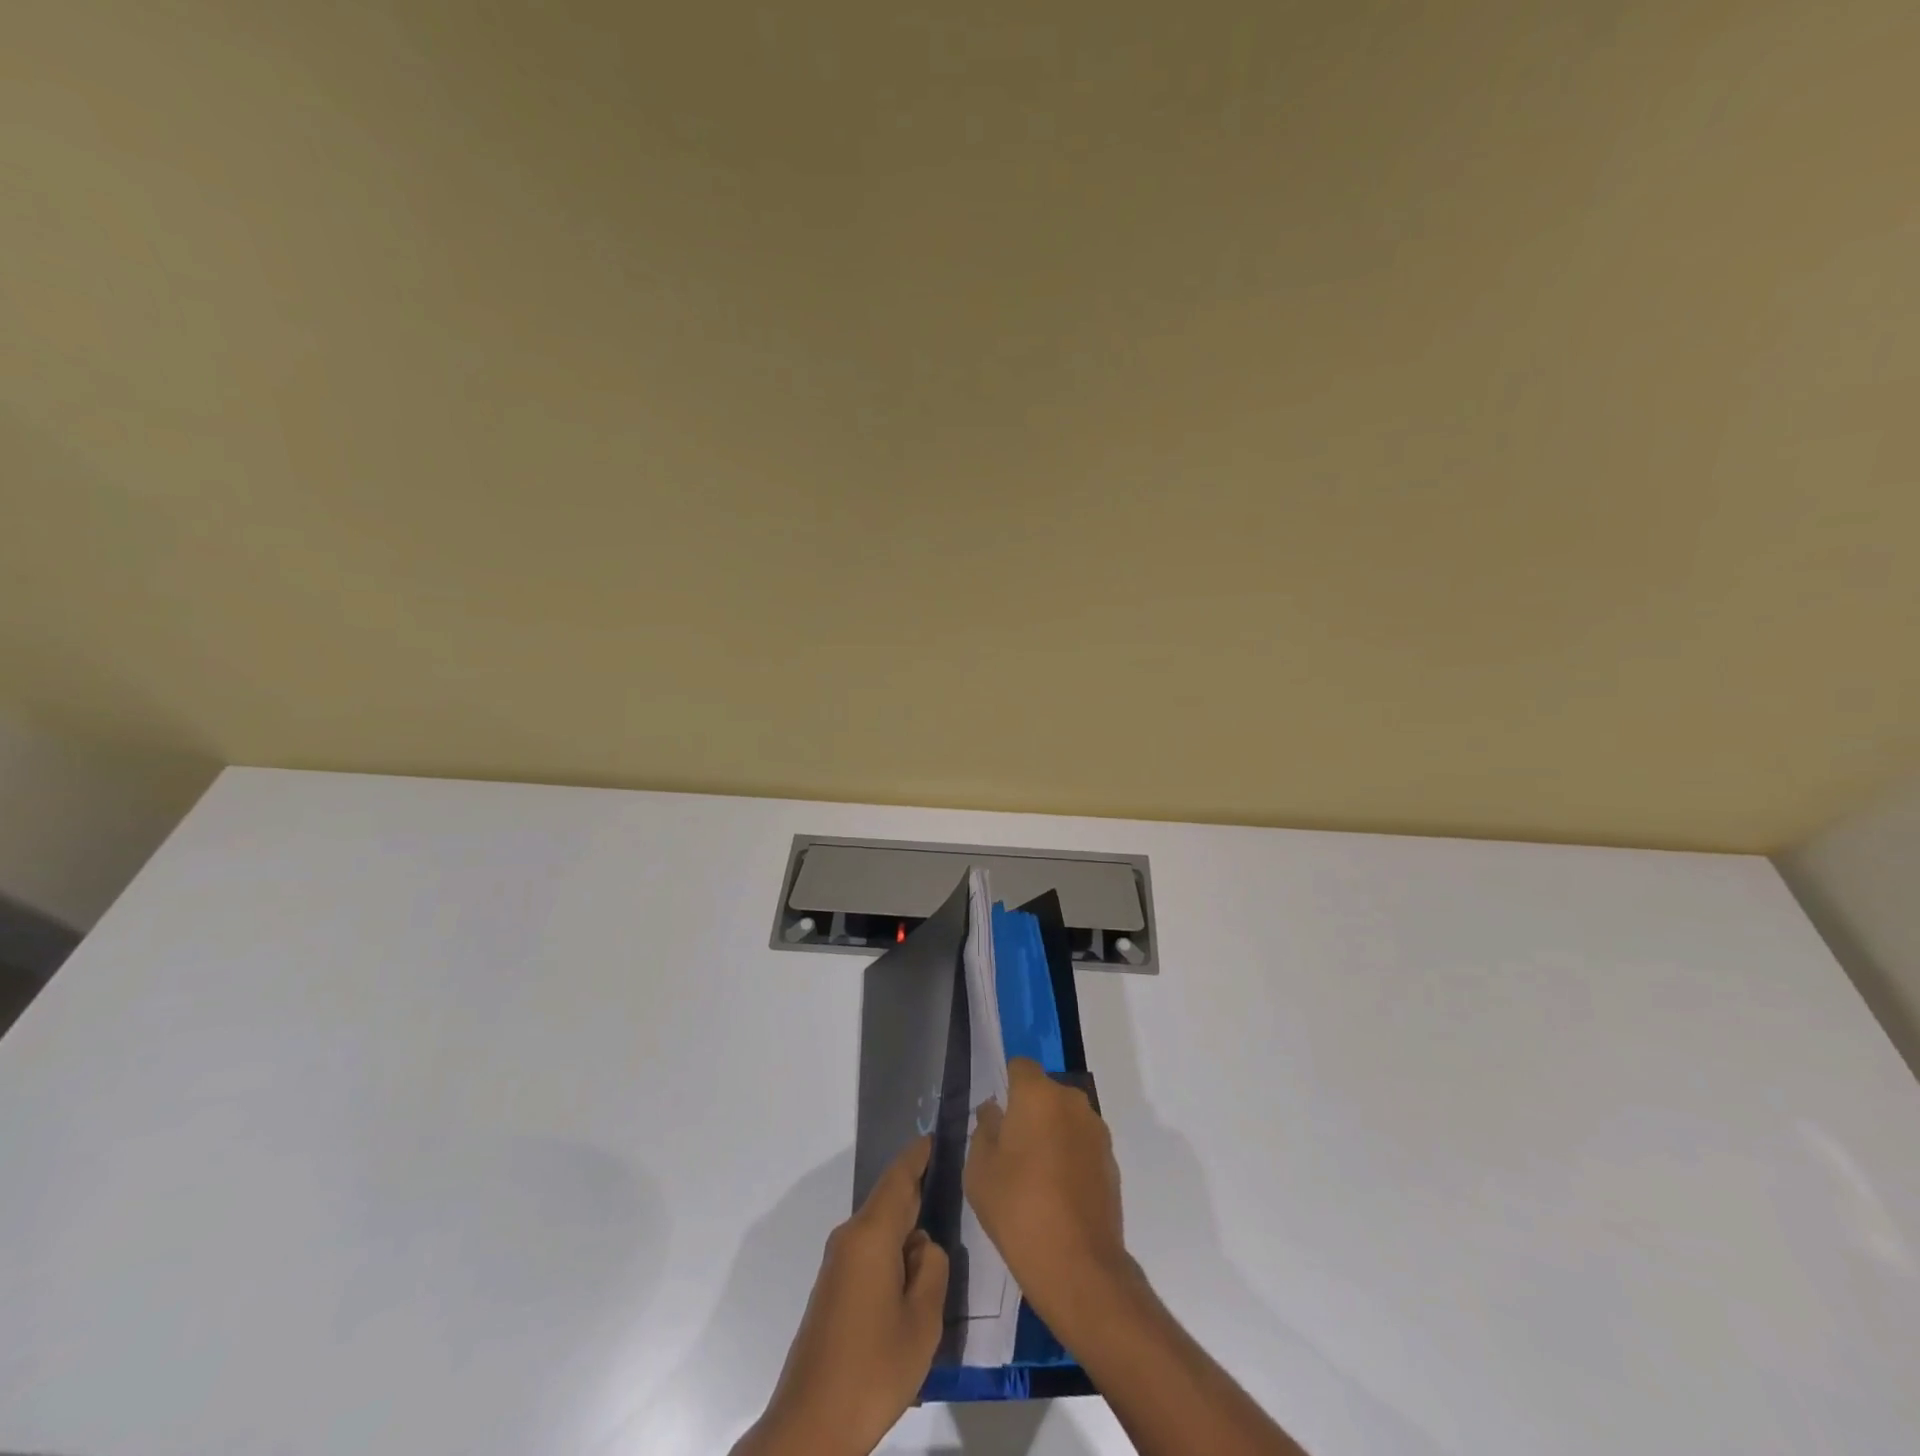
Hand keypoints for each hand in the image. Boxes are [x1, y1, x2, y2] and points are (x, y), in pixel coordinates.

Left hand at [734, 1136, 948, 1455]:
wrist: (810, 1427)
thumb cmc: (872, 1369)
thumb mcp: (922, 1321)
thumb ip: (933, 1270)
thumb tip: (924, 1245)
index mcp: (871, 1236)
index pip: (898, 1179)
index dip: (917, 1156)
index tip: (935, 1135)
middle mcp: (850, 1239)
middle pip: (889, 1201)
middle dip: (917, 1189)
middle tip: (950, 1181)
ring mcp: (838, 1265)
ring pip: (880, 1229)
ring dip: (906, 1227)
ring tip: (940, 1233)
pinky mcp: (833, 1290)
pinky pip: (870, 1252)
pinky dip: (893, 1251)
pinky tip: (912, 1276)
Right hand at [965, 1057, 1133, 1343]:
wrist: (1079, 1266)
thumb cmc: (1018, 1209)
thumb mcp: (979, 1170)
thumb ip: (984, 1129)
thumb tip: (994, 1111)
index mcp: (1038, 1095)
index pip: (1019, 1067)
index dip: (1006, 1085)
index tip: (996, 1116)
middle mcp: (1072, 1102)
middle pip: (1044, 1092)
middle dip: (1028, 1111)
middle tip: (1010, 1149)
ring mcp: (1096, 1131)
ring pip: (1065, 1118)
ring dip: (1051, 1134)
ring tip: (1034, 1176)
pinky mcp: (1112, 1161)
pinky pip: (1081, 1144)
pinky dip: (1069, 1157)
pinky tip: (1057, 1194)